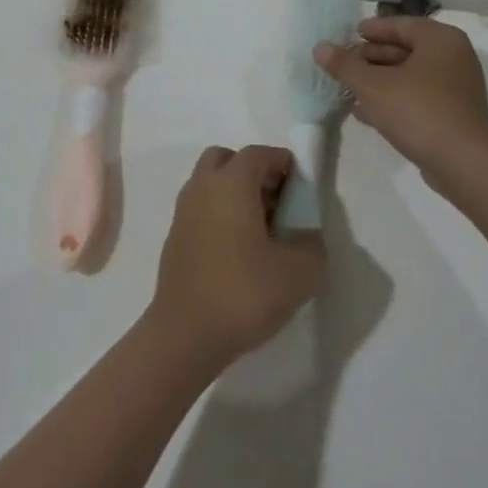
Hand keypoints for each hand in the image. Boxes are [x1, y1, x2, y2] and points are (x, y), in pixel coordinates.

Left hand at [149, 145, 326, 367]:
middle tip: (277, 202)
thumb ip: (312, 245)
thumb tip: (306, 236)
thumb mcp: (300, 273)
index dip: (282, 162)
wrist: (186, 333)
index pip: (258, 153)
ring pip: (210, 183)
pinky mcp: (175, 237)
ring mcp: (183, 211)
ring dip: (235, 193)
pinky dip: (219, 213)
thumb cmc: (244, 292)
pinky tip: (238, 249)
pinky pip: (201, 208)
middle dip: (253, 172)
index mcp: (231, 183)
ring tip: (261, 229)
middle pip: (226, 159)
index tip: (301, 186)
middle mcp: (202, 187)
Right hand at [314, 17, 487, 181]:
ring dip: (379, 80)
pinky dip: (393, 99)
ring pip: (409, 75)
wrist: (463, 164)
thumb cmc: (418, 111)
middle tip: (344, 65)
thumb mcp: (372, 85)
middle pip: (405, 49)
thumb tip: (320, 47)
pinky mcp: (453, 114)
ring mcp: (456, 88)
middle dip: (371, 57)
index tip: (348, 35)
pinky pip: (417, 97)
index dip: (372, 29)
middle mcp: (453, 58)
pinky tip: (365, 112)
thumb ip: (344, 65)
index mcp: (440, 40)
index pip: (400, 24)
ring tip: (348, 88)